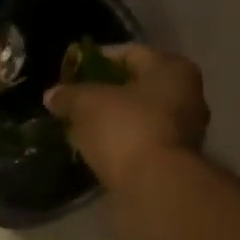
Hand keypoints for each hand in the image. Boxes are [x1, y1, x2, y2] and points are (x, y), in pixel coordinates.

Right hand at [44, 44, 208, 189]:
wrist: (155, 185)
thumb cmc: (126, 129)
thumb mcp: (86, 104)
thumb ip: (68, 94)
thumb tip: (52, 95)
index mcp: (172, 68)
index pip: (129, 53)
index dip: (95, 59)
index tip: (70, 72)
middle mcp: (187, 93)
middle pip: (137, 85)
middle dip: (104, 92)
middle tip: (75, 100)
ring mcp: (185, 129)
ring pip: (140, 114)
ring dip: (113, 119)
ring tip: (81, 126)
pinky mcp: (176, 159)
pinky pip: (142, 139)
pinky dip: (122, 140)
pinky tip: (98, 148)